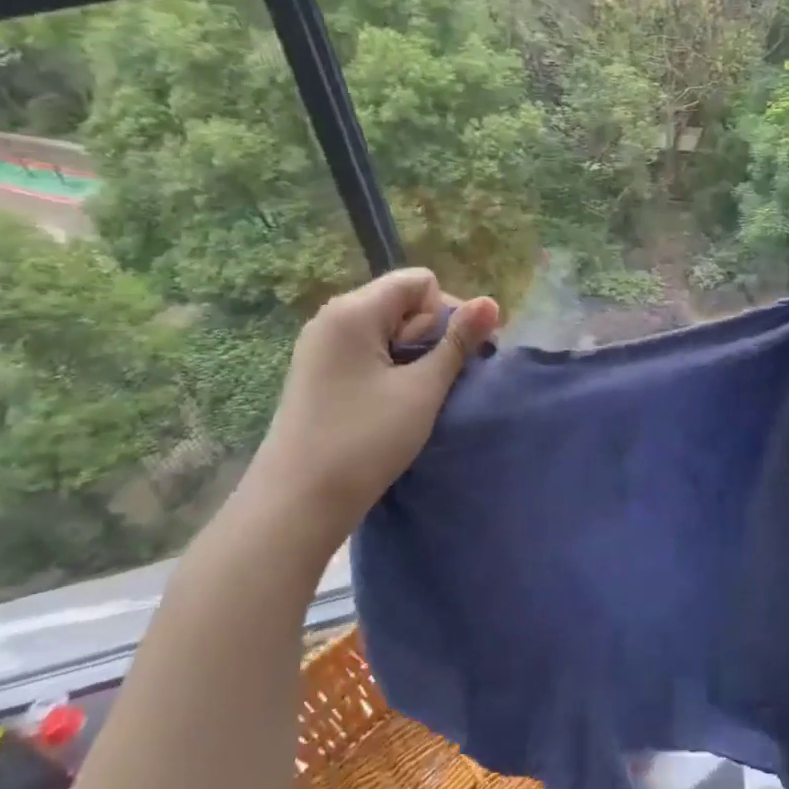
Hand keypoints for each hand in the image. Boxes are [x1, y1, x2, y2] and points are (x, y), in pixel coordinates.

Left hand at [245, 268, 500, 554]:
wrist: (296, 505)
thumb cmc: (364, 441)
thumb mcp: (422, 389)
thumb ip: (458, 342)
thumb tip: (492, 301)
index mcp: (354, 311)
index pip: (420, 282)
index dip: (446, 313)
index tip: (454, 357)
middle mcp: (332, 318)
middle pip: (402, 302)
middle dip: (430, 334)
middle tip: (437, 381)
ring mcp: (320, 346)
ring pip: (386, 329)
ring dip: (412, 355)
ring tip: (416, 396)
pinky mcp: (317, 373)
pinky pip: (366, 351)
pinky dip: (389, 368)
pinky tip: (392, 403)